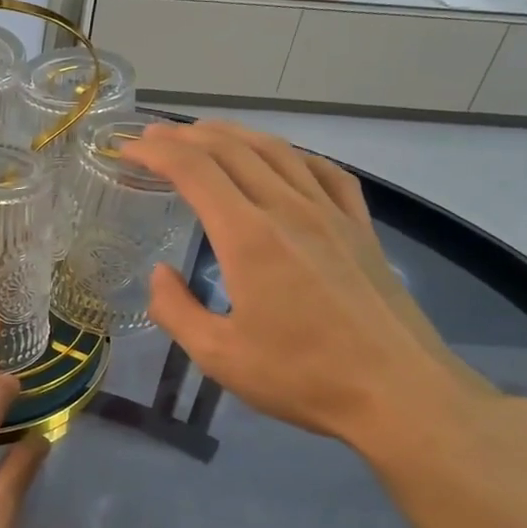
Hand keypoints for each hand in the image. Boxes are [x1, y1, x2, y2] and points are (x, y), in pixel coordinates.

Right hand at [121, 120, 494, 445]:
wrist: (399, 393)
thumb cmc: (302, 376)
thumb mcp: (218, 356)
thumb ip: (176, 310)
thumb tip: (160, 274)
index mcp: (248, 237)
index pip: (194, 171)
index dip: (156, 152)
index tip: (127, 149)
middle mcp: (289, 209)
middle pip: (233, 149)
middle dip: (186, 136)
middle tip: (153, 135)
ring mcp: (331, 214)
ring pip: (277, 151)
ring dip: (234, 134)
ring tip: (205, 134)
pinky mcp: (361, 228)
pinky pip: (324, 171)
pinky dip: (292, 154)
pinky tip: (283, 160)